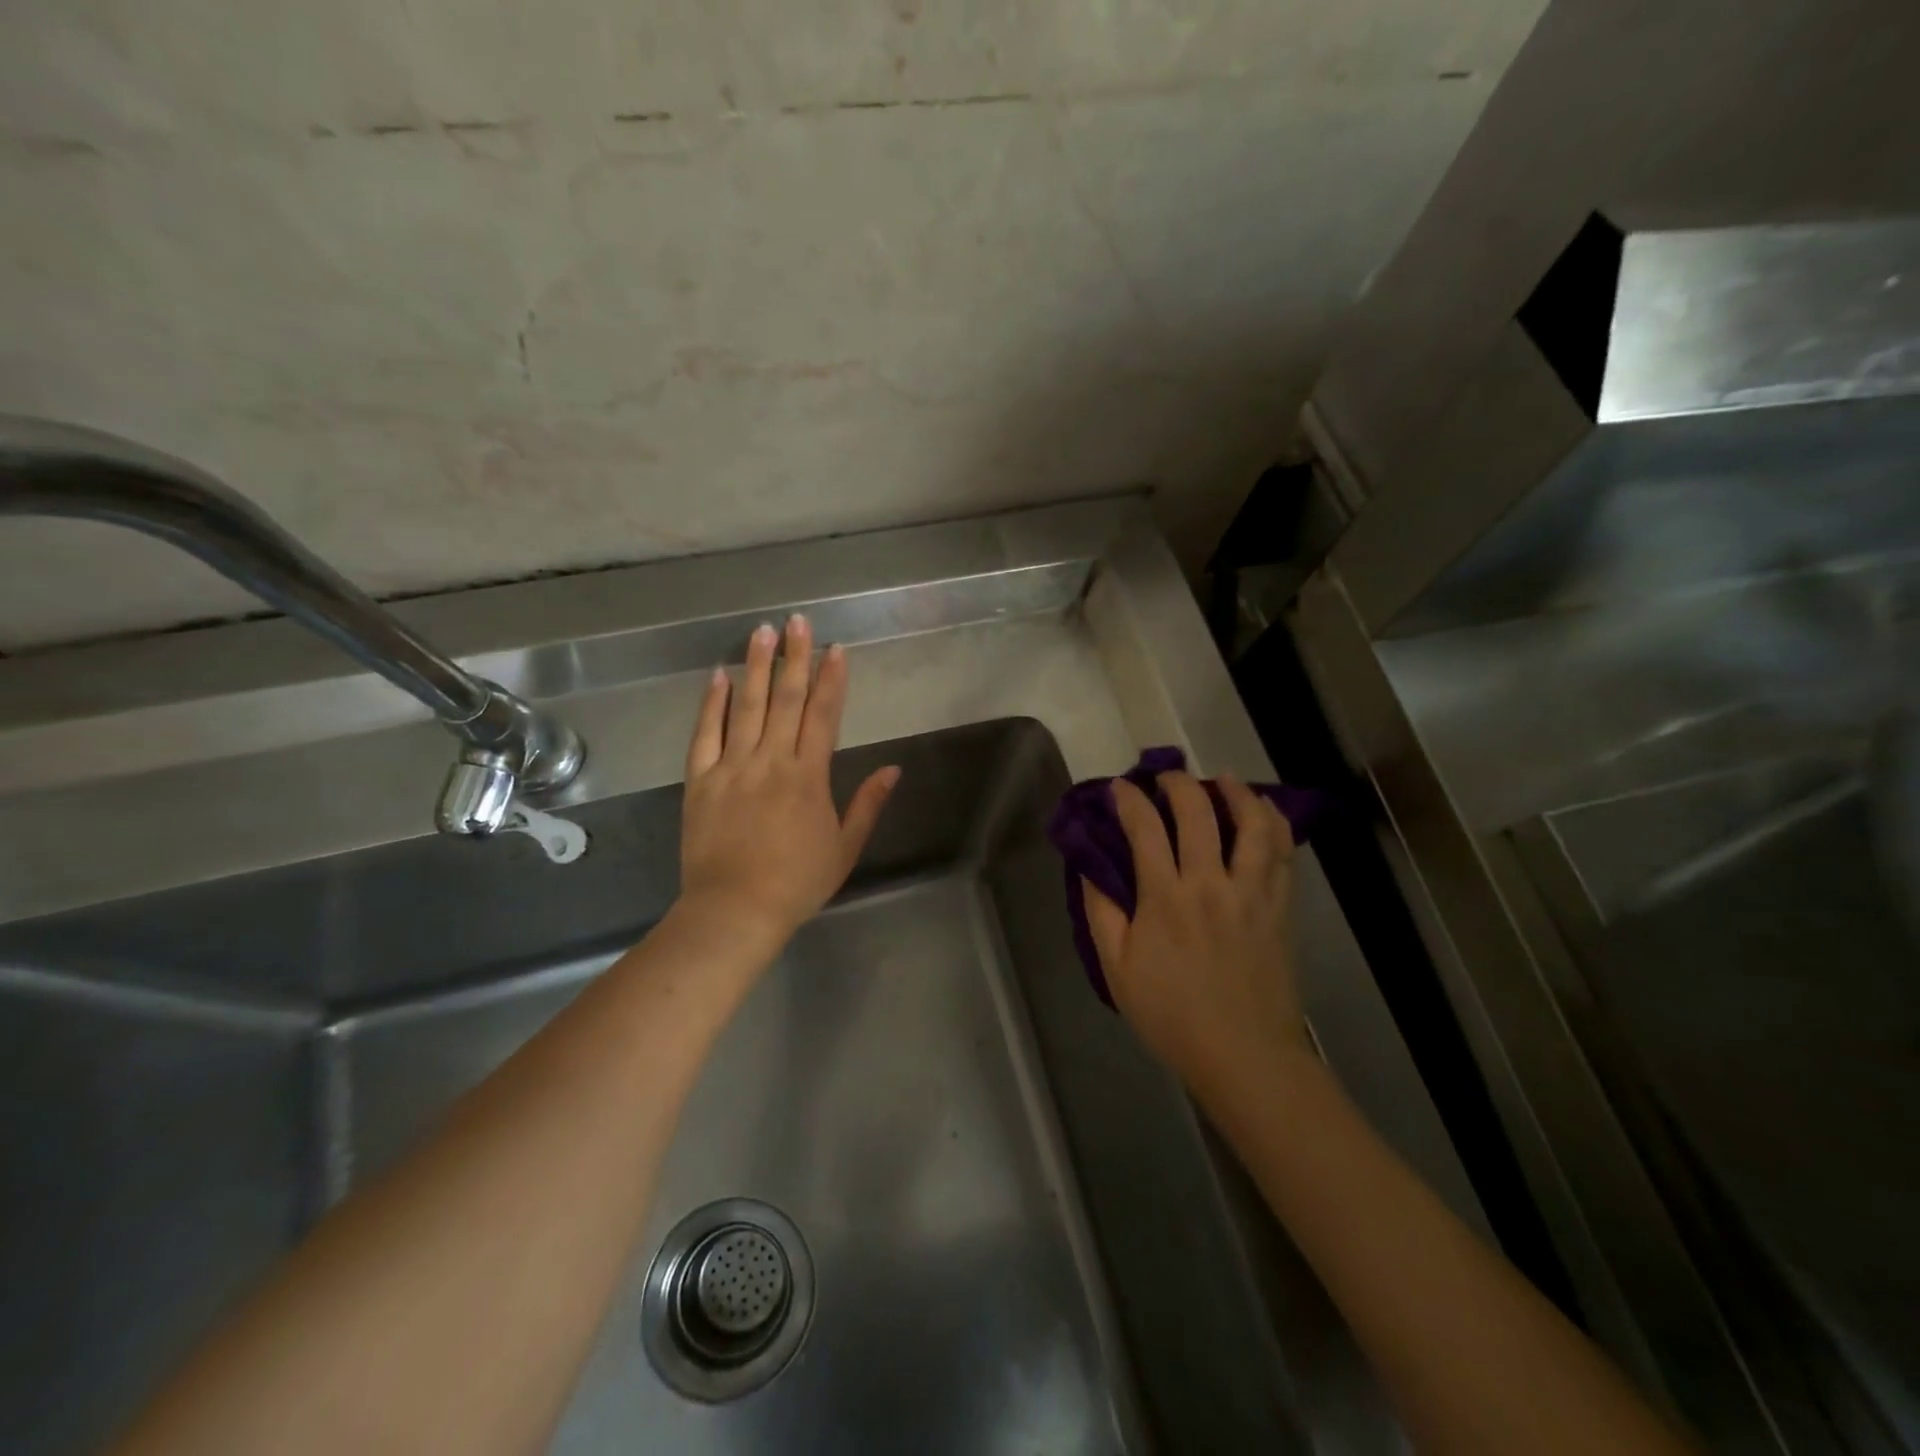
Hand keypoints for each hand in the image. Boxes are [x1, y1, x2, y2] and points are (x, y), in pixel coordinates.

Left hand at [678, 615, 898, 944]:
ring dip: (755, 666)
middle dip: (794, 657)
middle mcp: (770, 762)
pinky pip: (704, 734)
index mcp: (808, 777)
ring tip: (761, 631)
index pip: (823, 716)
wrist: (734, 911)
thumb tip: (893, 769)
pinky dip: (711, 704)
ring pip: (746, 707)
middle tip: (797, 621)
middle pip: (785, 699)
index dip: (831, 679)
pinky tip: (718, 676)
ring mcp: (731, 768)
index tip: (835, 649)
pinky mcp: (700, 781)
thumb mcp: (844, 848)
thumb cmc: (797, 882)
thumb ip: (867, 804)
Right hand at [1083, 771, 1307, 1095]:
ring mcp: (1252, 893)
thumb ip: (1102, 913)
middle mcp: (1211, 883)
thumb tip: (1090, 868)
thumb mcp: (1116, 969)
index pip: (1145, 828)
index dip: (1129, 799)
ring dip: (1235, 791)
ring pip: (1252, 824)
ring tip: (1221, 779)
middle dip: (1178, 783)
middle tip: (1164, 777)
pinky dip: (1274, 823)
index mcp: (1165, 898)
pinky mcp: (1280, 907)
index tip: (1119, 787)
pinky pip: (1282, 853)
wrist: (1244, 1056)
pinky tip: (1264, 812)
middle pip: (1198, 812)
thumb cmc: (1171, 1015)